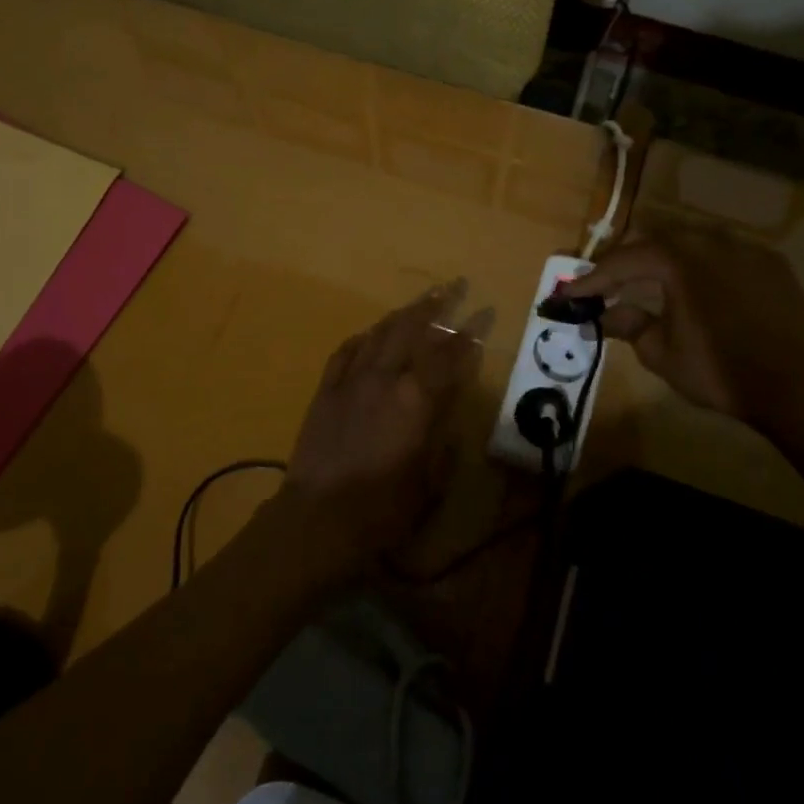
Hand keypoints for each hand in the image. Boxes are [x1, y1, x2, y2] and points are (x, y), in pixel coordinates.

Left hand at [275, 282, 480, 578]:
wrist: (318, 518)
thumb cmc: (383, 509)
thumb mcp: (430, 483)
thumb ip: (444, 444)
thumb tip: (449, 419)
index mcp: (416, 400)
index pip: (450, 355)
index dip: (470, 333)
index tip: (485, 312)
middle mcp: (385, 378)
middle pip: (412, 330)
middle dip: (436, 305)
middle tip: (453, 286)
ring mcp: (352, 380)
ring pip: (379, 334)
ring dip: (402, 315)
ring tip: (418, 303)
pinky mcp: (326, 390)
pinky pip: (345, 352)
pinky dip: (362, 338)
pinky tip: (369, 334)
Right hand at [557, 228, 803, 433]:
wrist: (800, 388)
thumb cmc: (721, 372)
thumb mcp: (662, 354)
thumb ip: (629, 325)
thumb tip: (604, 314)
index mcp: (678, 260)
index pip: (623, 261)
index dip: (592, 279)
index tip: (569, 294)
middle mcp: (710, 241)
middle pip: (654, 239)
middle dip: (625, 261)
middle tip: (605, 284)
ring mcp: (745, 248)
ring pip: (690, 240)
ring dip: (663, 258)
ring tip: (648, 281)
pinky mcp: (771, 262)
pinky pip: (724, 252)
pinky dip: (700, 263)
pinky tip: (697, 285)